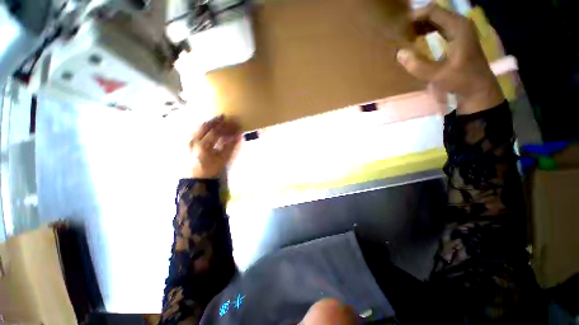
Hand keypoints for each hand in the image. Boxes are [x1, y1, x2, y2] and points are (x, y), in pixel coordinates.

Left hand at [188, 115, 241, 178]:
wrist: (197, 178)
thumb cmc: (211, 169)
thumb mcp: (223, 159)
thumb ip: (231, 146)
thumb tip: (239, 135)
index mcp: (203, 146)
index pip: (216, 132)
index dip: (226, 127)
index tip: (234, 125)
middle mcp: (194, 141)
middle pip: (205, 126)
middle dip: (216, 120)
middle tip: (224, 117)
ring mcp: (189, 141)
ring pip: (199, 127)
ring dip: (209, 122)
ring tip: (218, 120)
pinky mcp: (187, 142)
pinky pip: (196, 130)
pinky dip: (204, 127)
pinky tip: (209, 127)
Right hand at [396, 4, 504, 114]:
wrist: (478, 89)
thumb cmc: (461, 81)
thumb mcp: (438, 75)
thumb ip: (418, 65)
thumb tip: (399, 53)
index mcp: (458, 27)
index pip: (433, 11)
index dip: (415, 16)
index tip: (399, 27)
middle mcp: (460, 23)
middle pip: (435, 13)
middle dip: (416, 20)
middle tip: (400, 32)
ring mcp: (460, 29)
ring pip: (437, 19)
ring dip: (421, 25)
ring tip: (406, 35)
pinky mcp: (458, 37)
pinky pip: (439, 27)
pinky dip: (427, 30)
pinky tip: (418, 39)